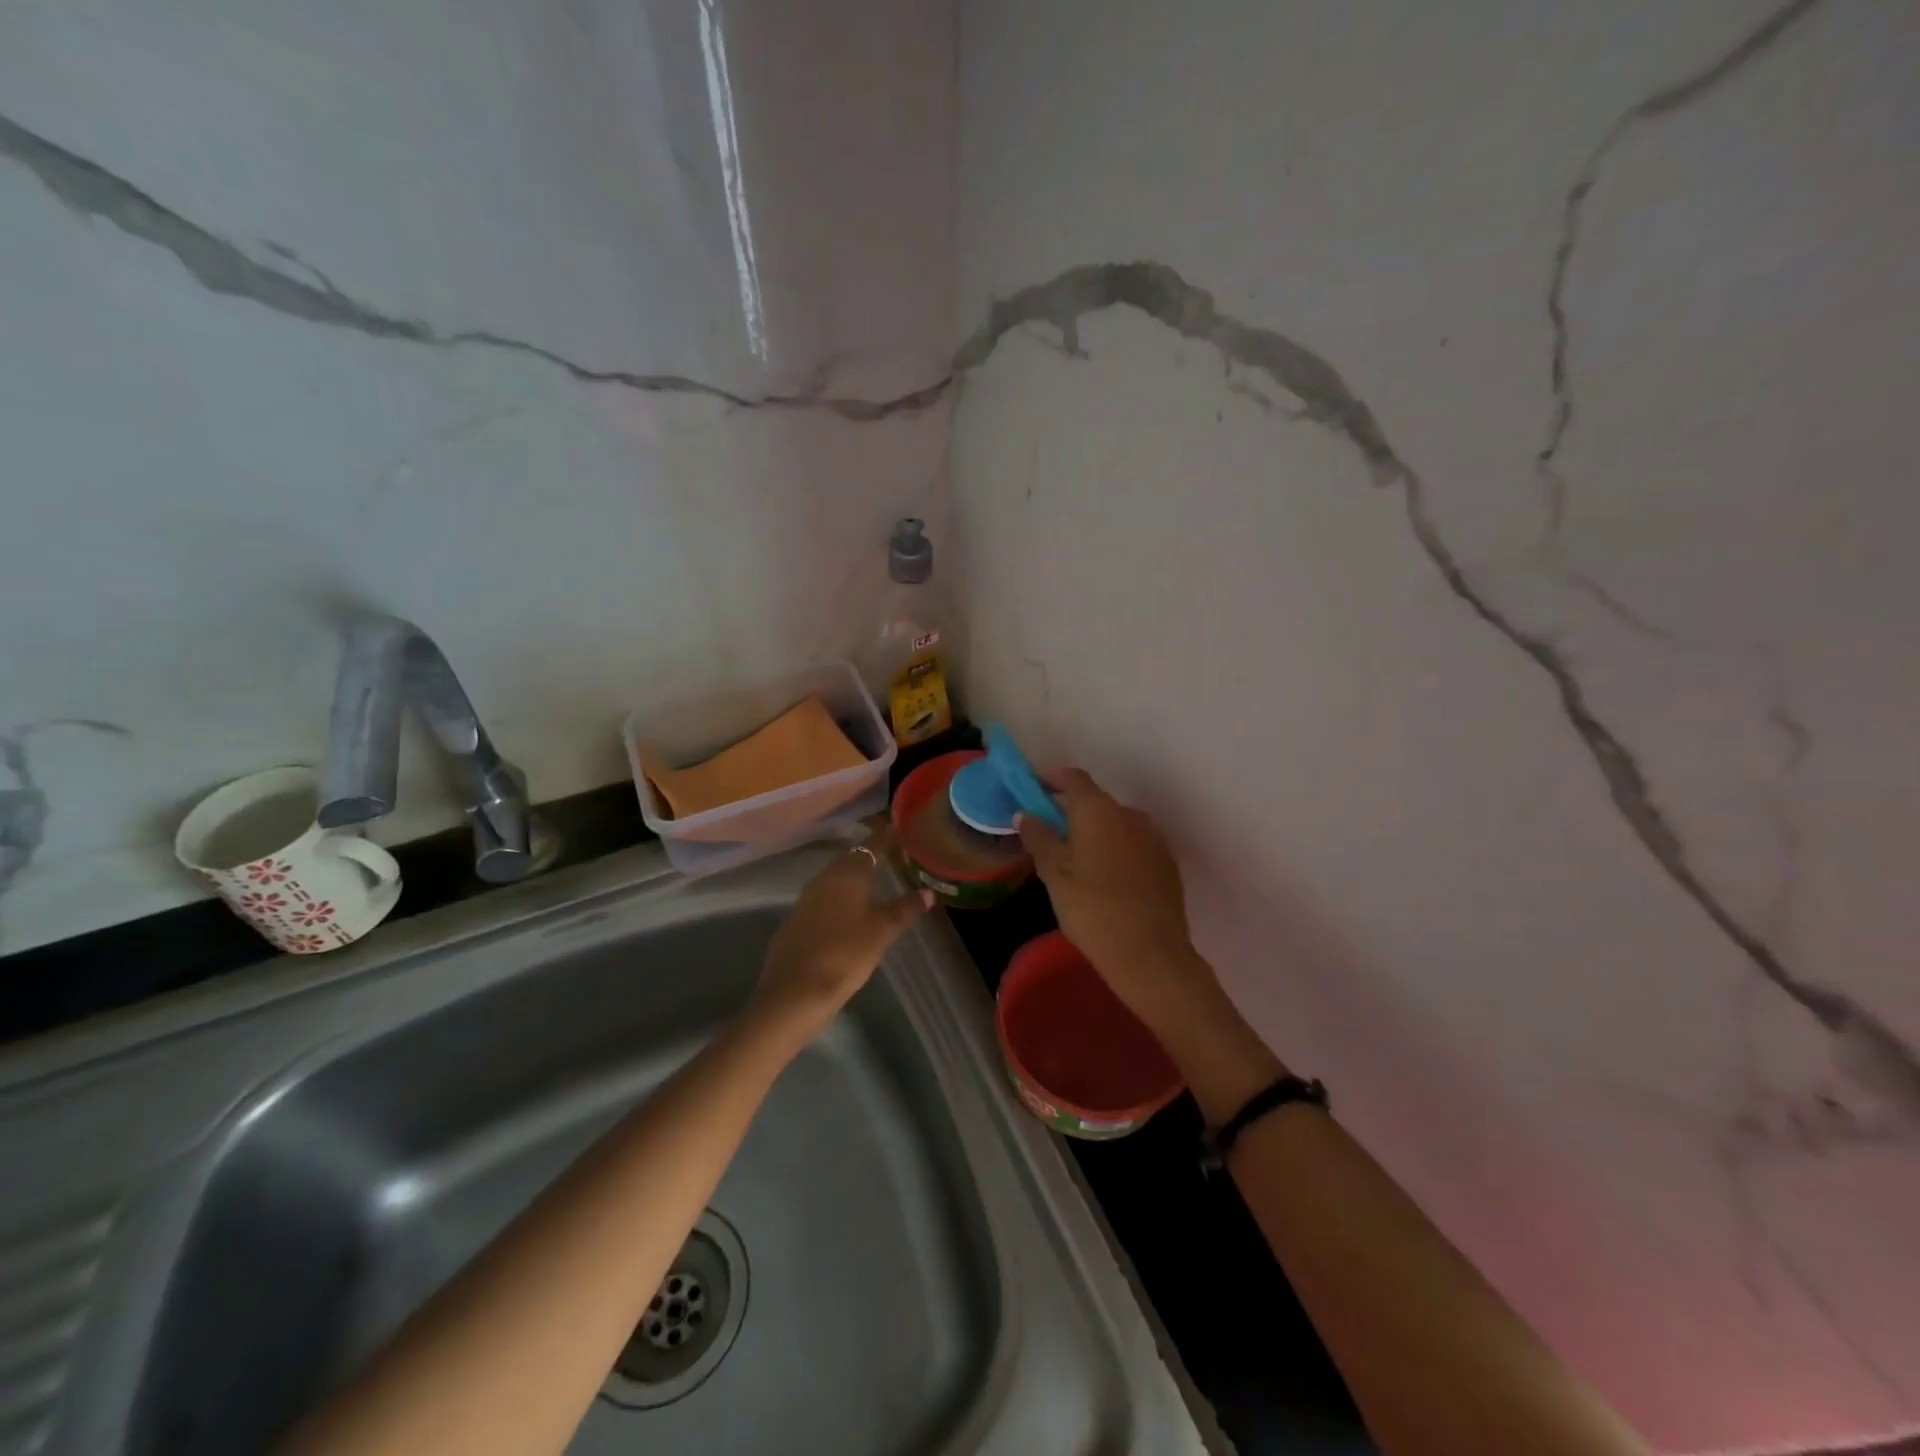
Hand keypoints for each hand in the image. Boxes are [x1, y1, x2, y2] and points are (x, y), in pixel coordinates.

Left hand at [752, 829, 931, 1040]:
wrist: (793, 993)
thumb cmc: (845, 955)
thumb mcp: (881, 932)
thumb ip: (904, 909)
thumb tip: (928, 892)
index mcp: (848, 874)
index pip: (871, 844)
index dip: (887, 837)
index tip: (902, 831)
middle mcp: (824, 878)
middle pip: (850, 857)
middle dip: (871, 854)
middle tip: (894, 857)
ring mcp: (806, 898)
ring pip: (835, 877)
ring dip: (854, 876)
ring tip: (875, 881)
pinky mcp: (795, 920)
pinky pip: (823, 897)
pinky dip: (839, 896)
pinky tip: (849, 911)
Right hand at [1017, 769, 1217, 1030]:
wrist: (1151, 955)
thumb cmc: (1093, 910)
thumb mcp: (1054, 875)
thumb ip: (1039, 838)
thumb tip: (1026, 814)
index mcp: (1099, 810)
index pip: (1073, 778)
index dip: (1051, 779)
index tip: (1032, 790)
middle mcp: (1130, 814)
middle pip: (1095, 802)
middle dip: (1071, 813)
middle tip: (1049, 837)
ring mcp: (1154, 838)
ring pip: (1116, 825)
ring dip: (1095, 834)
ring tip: (1077, 864)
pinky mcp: (1167, 863)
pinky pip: (1134, 845)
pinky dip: (1116, 851)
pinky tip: (1106, 881)